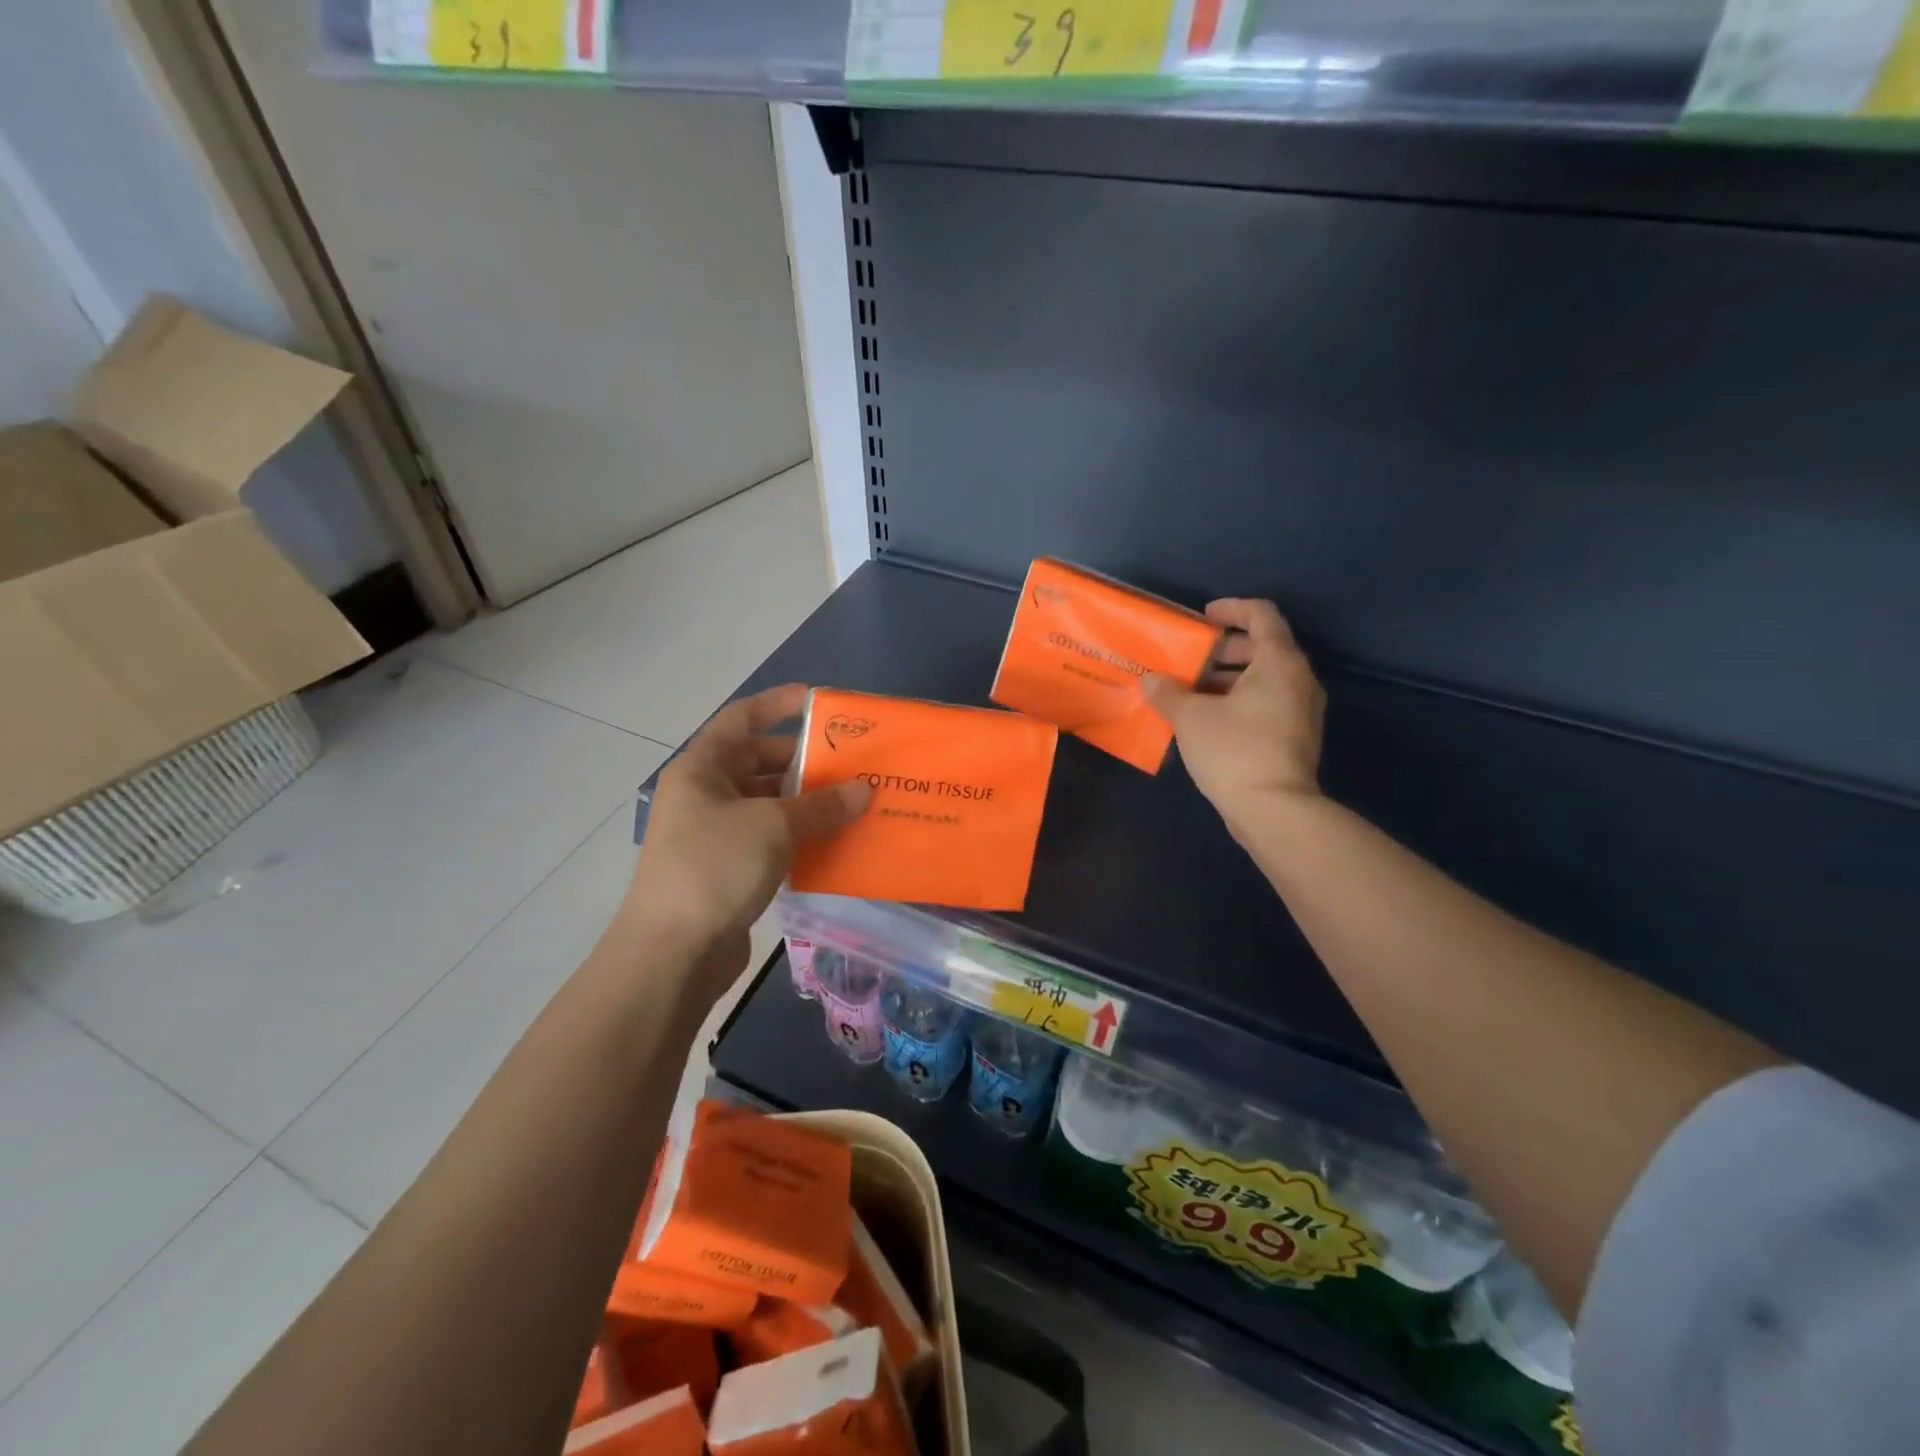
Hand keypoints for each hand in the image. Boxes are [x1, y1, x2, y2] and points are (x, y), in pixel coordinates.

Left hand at [618, 685, 869, 984]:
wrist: (672, 953)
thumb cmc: (714, 867)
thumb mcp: (773, 826)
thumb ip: (822, 805)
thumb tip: (864, 791)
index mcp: (702, 768)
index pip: (742, 718)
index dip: (779, 704)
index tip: (820, 702)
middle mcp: (706, 794)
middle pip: (761, 762)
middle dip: (806, 762)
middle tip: (854, 763)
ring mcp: (716, 833)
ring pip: (770, 804)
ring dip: (808, 803)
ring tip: (856, 802)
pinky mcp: (729, 868)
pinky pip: (771, 838)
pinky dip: (801, 836)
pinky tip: (836, 841)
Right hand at [1142, 600, 1325, 833]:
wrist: (1273, 810)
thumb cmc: (1234, 750)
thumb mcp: (1191, 717)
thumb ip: (1168, 692)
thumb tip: (1151, 680)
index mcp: (1279, 662)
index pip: (1262, 615)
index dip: (1232, 608)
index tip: (1203, 617)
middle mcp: (1298, 680)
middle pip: (1263, 647)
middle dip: (1224, 649)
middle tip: (1190, 659)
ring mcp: (1300, 711)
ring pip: (1263, 679)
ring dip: (1227, 679)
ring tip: (1190, 692)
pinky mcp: (1295, 737)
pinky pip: (1266, 704)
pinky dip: (1238, 701)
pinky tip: (1206, 720)